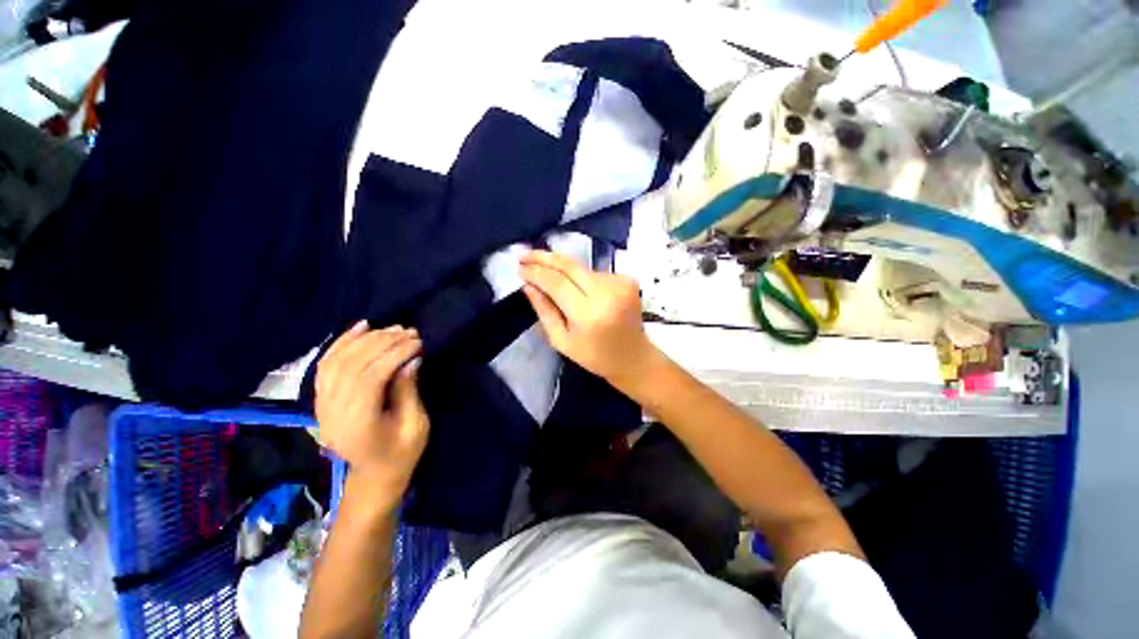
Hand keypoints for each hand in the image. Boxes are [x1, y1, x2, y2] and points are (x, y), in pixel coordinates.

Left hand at [315, 322, 427, 496]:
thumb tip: (411, 359)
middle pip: (351, 366)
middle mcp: (332, 413)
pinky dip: (342, 343)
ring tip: (392, 328)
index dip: (394, 355)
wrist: (374, 473)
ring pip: (336, 361)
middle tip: (409, 331)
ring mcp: (321, 406)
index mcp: (357, 425)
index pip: (370, 379)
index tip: (418, 341)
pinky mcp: (321, 399)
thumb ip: (409, 391)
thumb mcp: (416, 425)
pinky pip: (326, 365)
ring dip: (365, 340)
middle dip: (382, 343)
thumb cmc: (402, 452)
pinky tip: (361, 327)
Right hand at [520, 250, 657, 386]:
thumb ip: (544, 311)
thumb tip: (528, 285)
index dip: (536, 272)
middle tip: (525, 254)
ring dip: (562, 269)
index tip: (519, 268)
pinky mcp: (628, 279)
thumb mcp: (561, 341)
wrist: (633, 357)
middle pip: (570, 265)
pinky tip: (577, 288)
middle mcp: (607, 293)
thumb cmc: (594, 356)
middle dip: (544, 257)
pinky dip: (581, 276)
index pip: (557, 283)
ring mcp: (620, 283)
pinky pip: (594, 272)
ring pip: (581, 267)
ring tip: (549, 275)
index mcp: (589, 314)